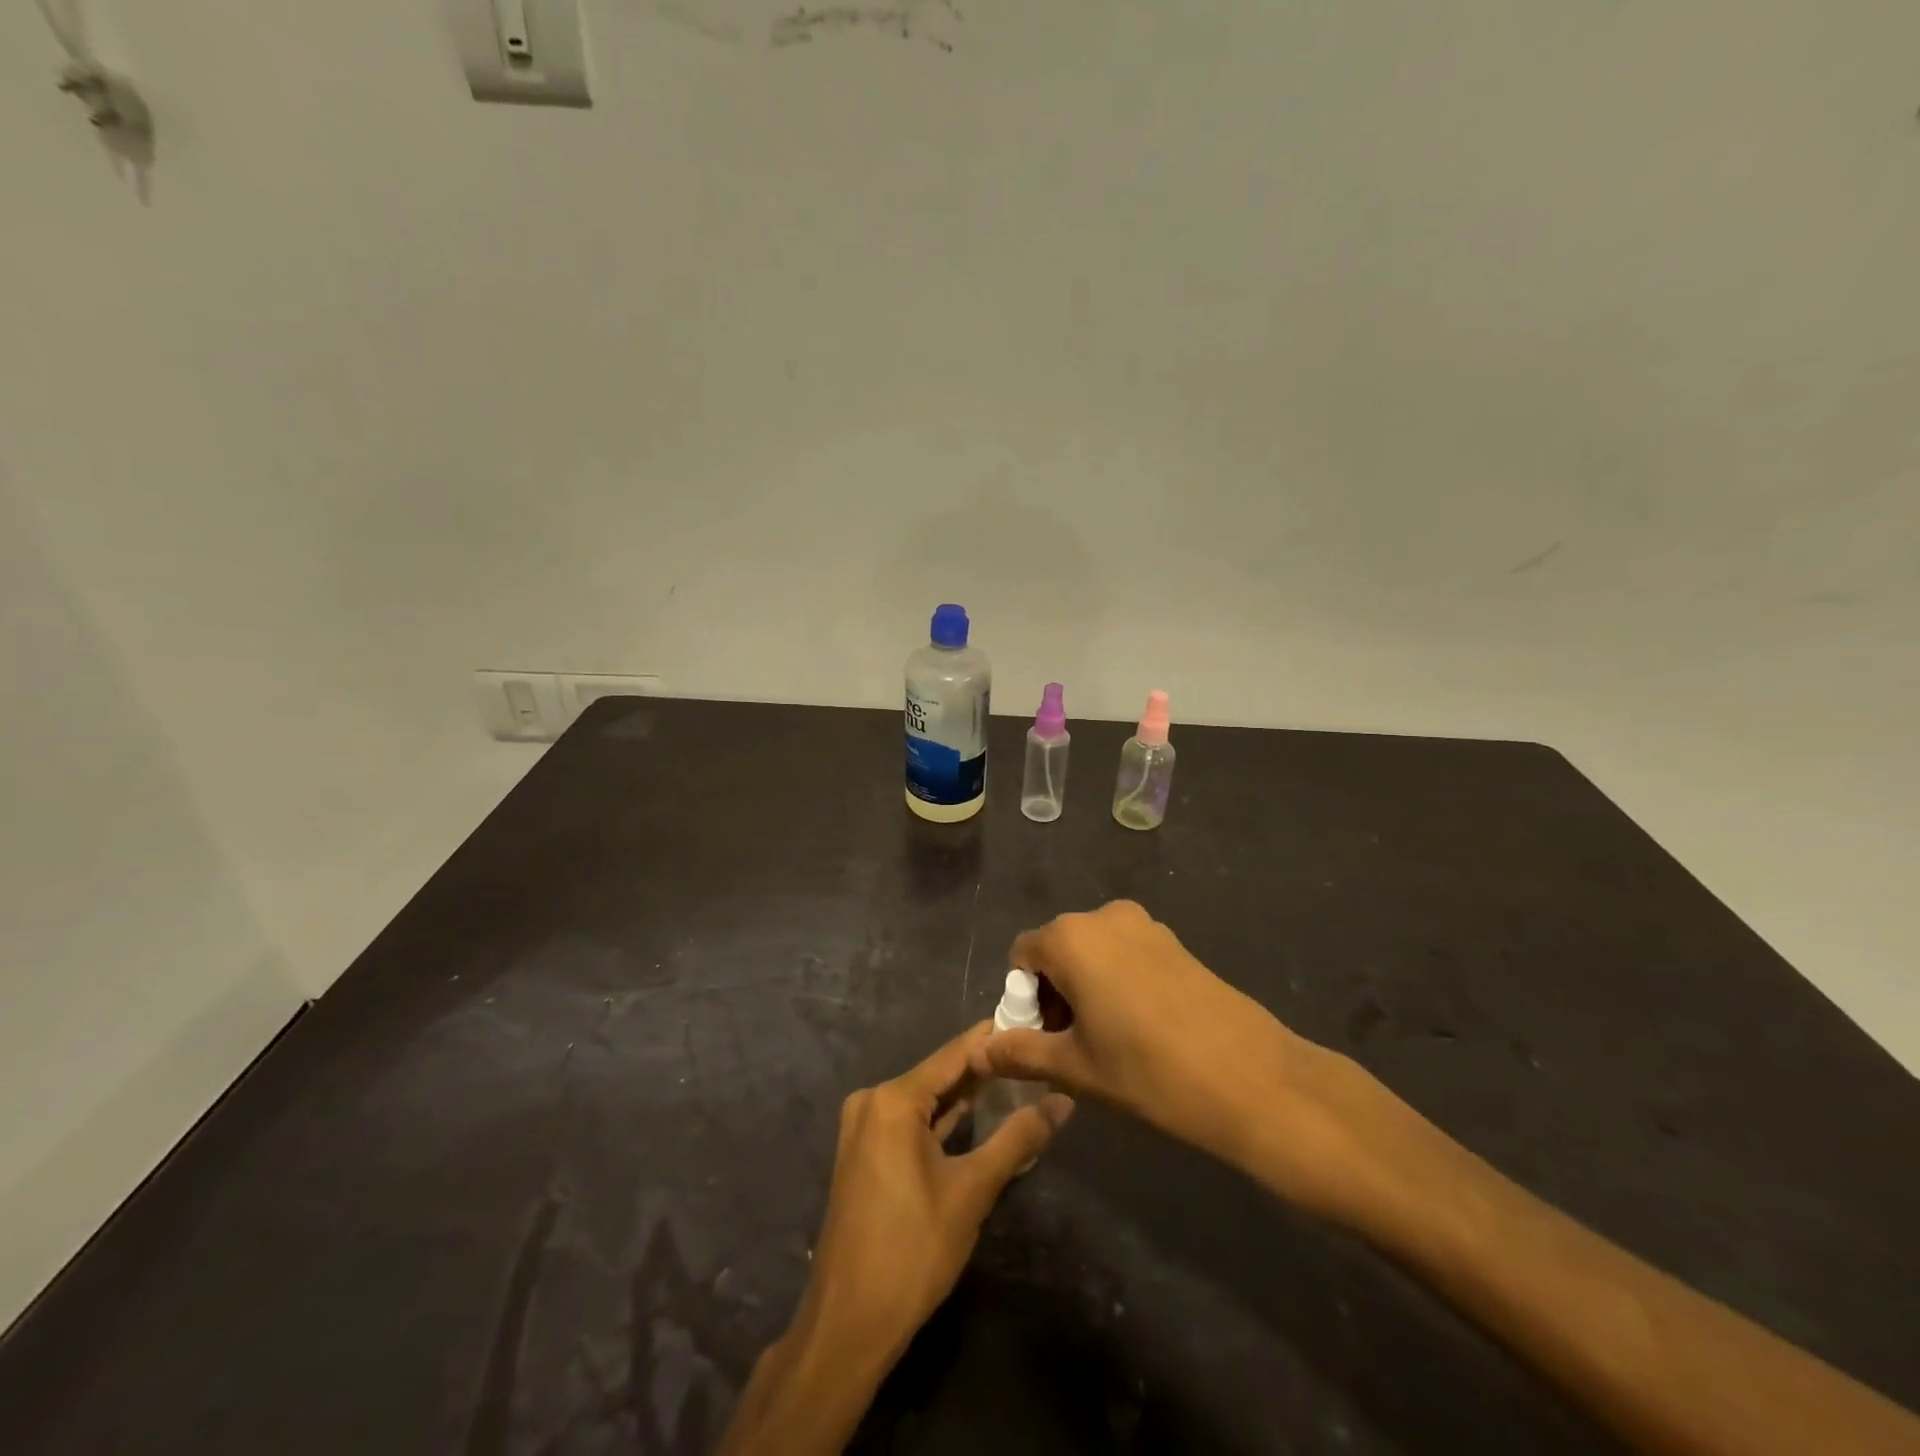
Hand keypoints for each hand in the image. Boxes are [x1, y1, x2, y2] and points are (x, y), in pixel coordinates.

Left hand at [719, 1027, 1073, 1453]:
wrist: (849, 1323)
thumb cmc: (913, 1251)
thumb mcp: (973, 1192)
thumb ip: (1018, 1139)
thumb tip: (1063, 1100)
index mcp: (893, 1099)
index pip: (954, 1054)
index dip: (994, 1038)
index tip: (1033, 1021)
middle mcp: (873, 1101)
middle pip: (940, 1074)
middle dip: (986, 1068)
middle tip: (1034, 1053)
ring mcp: (864, 1127)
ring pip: (927, 1100)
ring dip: (967, 1095)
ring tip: (1019, 1078)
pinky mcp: (866, 1152)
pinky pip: (912, 1122)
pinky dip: (944, 1121)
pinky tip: (981, 1115)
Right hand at [971, 900, 1373, 1221]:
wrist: (1252, 1078)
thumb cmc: (1148, 1072)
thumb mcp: (1075, 1068)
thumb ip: (1020, 1052)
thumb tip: (979, 1049)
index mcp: (1071, 937)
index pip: (1021, 956)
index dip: (1023, 1000)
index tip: (1044, 1042)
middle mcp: (1104, 917)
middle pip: (1057, 950)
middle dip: (1054, 994)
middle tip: (1074, 1047)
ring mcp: (1145, 925)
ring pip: (1093, 953)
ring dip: (1086, 989)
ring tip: (1109, 1043)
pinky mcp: (1175, 942)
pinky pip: (1126, 954)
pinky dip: (1118, 983)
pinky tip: (1143, 1029)